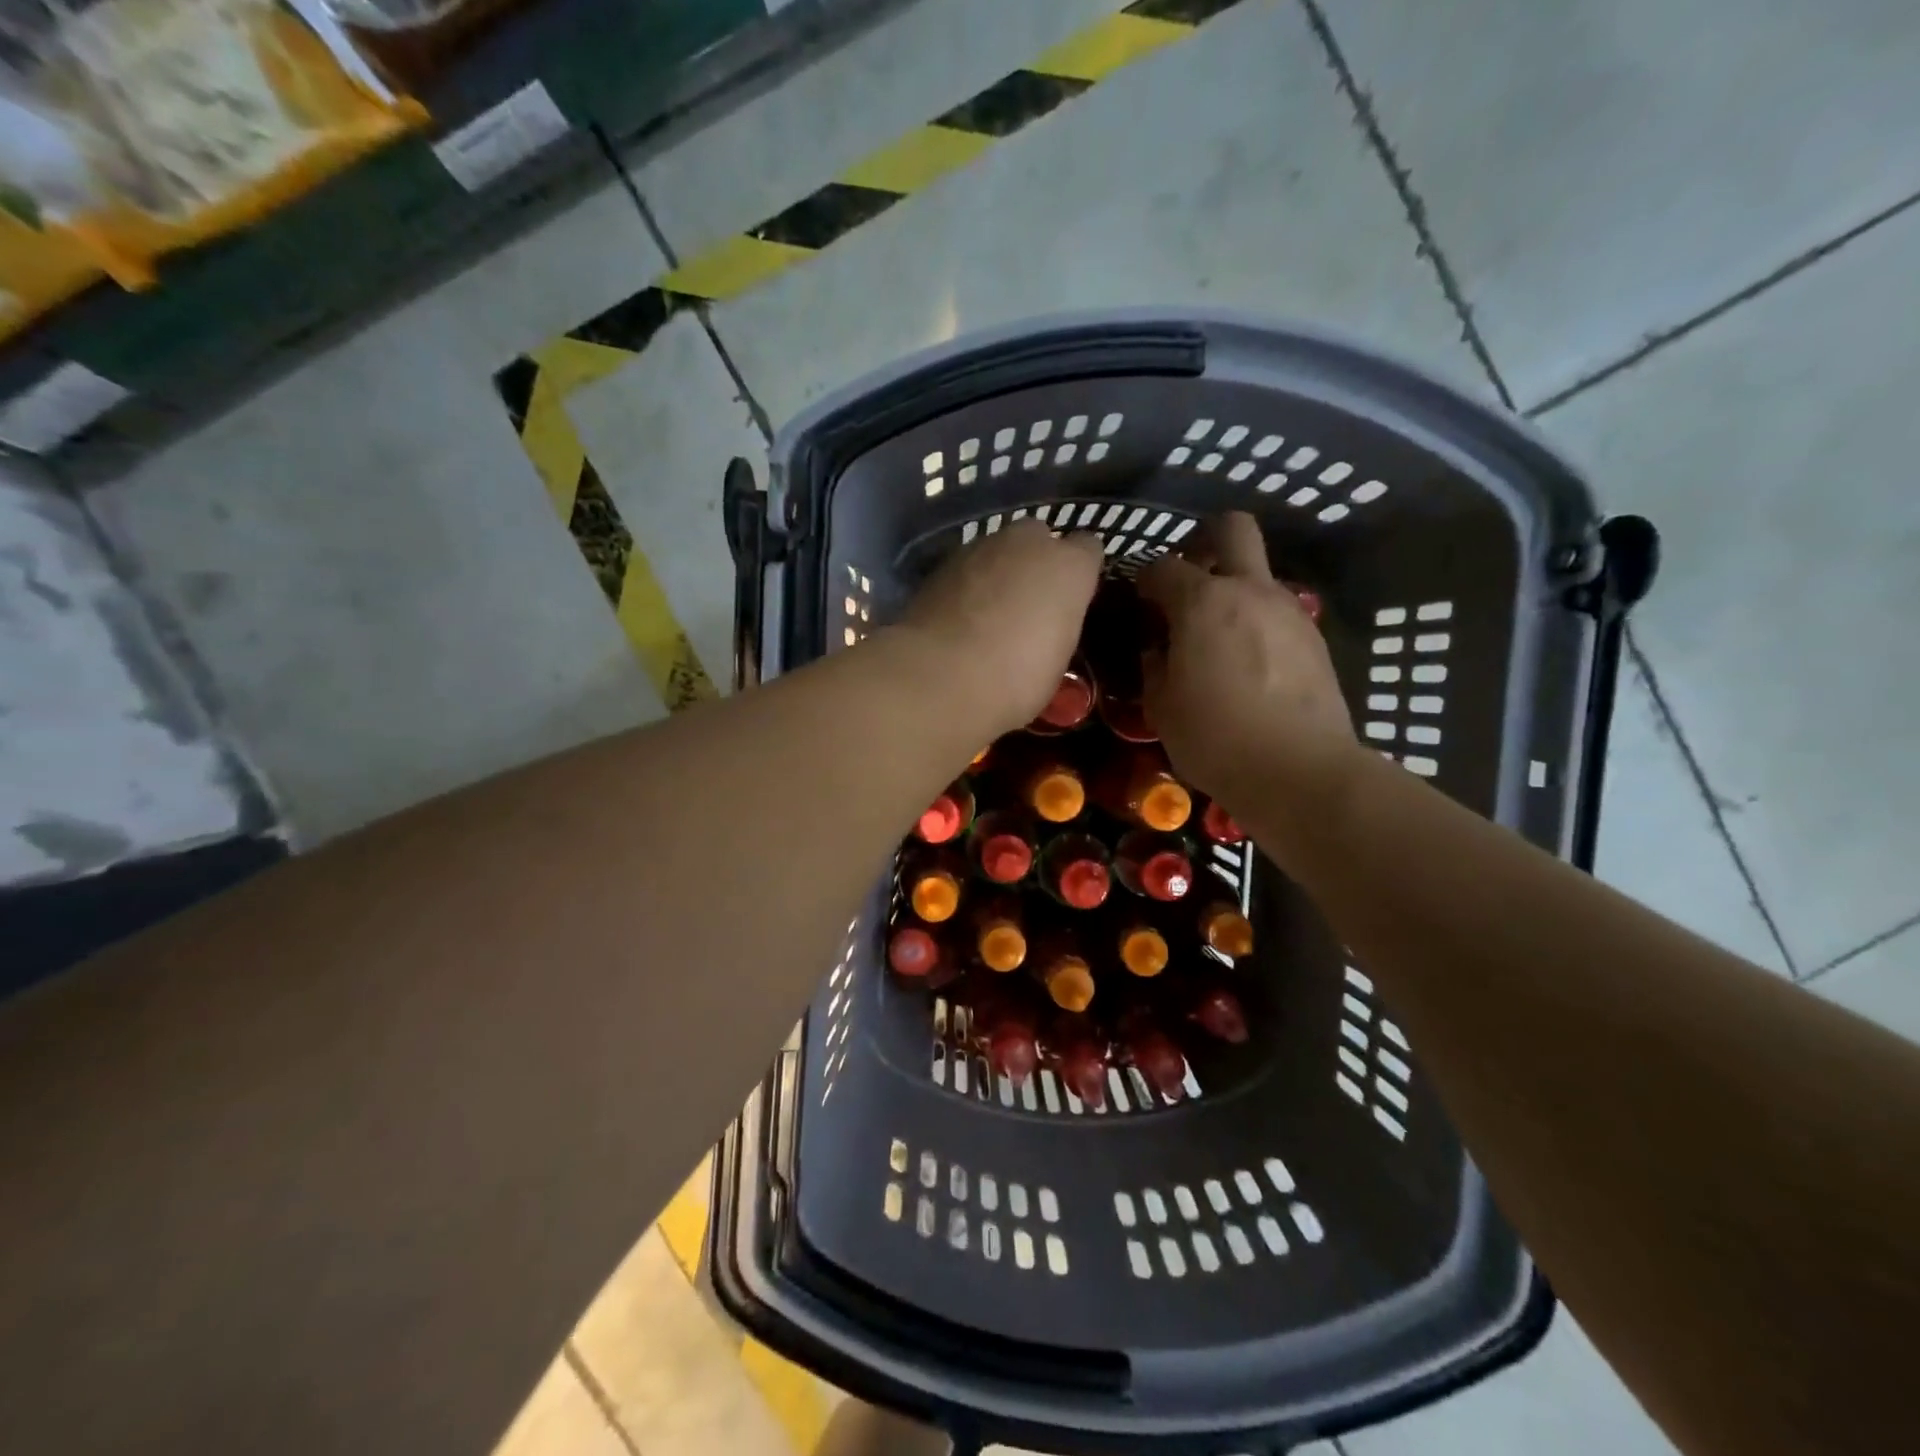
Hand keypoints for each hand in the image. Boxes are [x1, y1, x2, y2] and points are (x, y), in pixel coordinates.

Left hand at [900, 521, 1103, 736]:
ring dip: (997, 572)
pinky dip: (965, 585)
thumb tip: (1045, 626)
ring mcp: (980, 547)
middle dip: (1035, 562)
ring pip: (997, 550)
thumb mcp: (1056, 662)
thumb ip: (1057, 626)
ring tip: (988, 612)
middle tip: (1028, 603)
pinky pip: (965, 568)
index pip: (1088, 549)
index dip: (1078, 574)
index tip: (1071, 599)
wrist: (941, 677)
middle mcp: (1028, 543)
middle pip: (1038, 538)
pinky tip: (958, 617)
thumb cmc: (1016, 679)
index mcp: (1069, 566)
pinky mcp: (941, 563)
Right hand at [1136, 513, 1360, 817]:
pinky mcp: (1314, 638)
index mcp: (1203, 603)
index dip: (1145, 580)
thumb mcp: (1161, 707)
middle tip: (1187, 576)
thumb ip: (1154, 666)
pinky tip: (1247, 663)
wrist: (1300, 772)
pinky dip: (1256, 621)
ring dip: (1233, 588)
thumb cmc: (1215, 739)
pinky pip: (1277, 611)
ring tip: (1215, 636)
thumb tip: (1158, 649)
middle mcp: (1250, 591)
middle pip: (1231, 528)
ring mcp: (1289, 611)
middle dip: (1204, 540)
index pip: (1163, 566)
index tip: (1139, 603)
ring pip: (1258, 573)